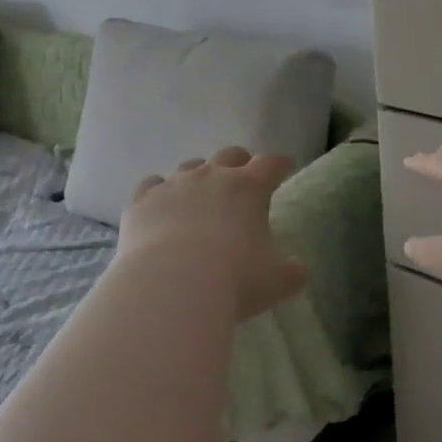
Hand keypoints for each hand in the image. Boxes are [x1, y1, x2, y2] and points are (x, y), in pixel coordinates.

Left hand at [118, 146, 308, 319]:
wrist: (171, 286)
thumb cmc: (233, 280)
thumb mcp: (276, 281)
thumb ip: (292, 272)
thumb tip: (298, 271)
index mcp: (249, 187)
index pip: (271, 164)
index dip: (280, 164)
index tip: (285, 166)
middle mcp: (212, 176)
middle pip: (230, 155)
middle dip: (240, 163)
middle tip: (244, 177)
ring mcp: (174, 184)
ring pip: (190, 166)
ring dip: (200, 175)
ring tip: (201, 193)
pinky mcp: (143, 199)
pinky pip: (153, 185)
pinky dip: (160, 191)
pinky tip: (160, 203)